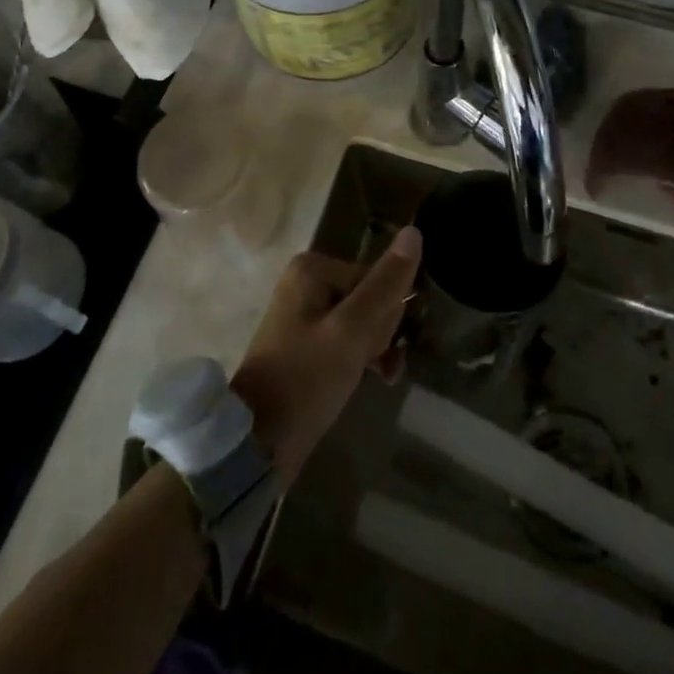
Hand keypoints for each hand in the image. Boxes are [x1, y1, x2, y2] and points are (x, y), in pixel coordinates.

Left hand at [231, 226, 421, 483]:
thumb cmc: (306, 379)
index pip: (376, 279)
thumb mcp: (352, 330)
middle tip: (371, 364)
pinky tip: (373, 379)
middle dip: (379, 334)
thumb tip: (414, 231)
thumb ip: (385, 284)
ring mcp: (303, 313)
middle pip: (369, 297)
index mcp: (313, 268)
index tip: (379, 347)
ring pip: (361, 321)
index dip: (386, 316)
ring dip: (375, 349)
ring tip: (378, 378)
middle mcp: (307, 281)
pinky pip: (345, 339)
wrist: (259, 441)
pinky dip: (360, 357)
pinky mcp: (304, 343)